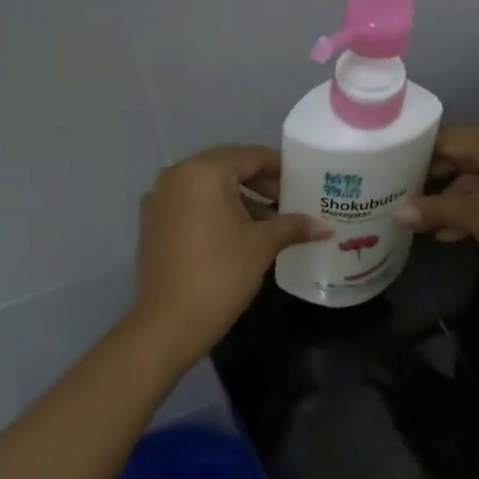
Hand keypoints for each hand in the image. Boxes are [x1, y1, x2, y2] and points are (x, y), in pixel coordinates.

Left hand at [132, 145, 326, 364]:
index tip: (303, 181)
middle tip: (289, 201)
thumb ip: (293, 226)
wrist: (170, 322)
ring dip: (238, 198)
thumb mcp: (262, 246)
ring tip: (269, 221)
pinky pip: (190, 205)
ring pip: (207, 188)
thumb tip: (326, 226)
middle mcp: (175, 176)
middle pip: (226, 167)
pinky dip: (215, 211)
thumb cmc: (221, 274)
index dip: (279, 167)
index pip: (249, 156)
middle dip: (259, 182)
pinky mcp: (152, 223)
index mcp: (203, 172)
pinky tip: (238, 234)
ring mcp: (159, 200)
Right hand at [398, 125, 478, 297]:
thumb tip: (397, 213)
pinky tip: (453, 232)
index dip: (419, 156)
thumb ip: (433, 210)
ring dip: (453, 200)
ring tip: (426, 225)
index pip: (448, 138)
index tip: (393, 175)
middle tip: (404, 200)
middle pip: (463, 155)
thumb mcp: (473, 218)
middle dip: (435, 181)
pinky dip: (476, 206)